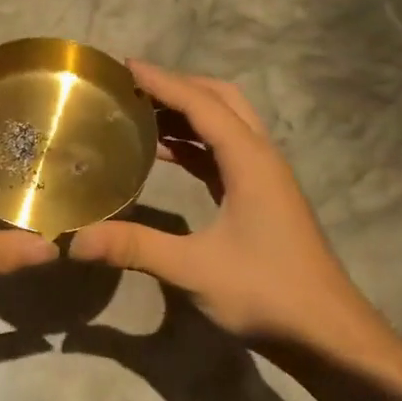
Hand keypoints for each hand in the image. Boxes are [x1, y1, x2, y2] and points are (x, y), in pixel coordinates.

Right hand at [71, 61, 399, 361]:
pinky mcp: (261, 199)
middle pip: (222, 101)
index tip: (124, 66)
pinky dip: (194, 144)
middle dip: (178, 87)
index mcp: (250, 161)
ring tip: (139, 113)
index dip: (163, 82)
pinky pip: (224, 154)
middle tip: (133, 87)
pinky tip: (164, 156)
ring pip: (226, 126)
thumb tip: (74, 240)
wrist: (327, 334)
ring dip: (187, 114)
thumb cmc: (267, 293)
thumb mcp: (194, 269)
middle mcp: (261, 159)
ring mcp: (264, 179)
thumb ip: (135, 248)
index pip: (203, 105)